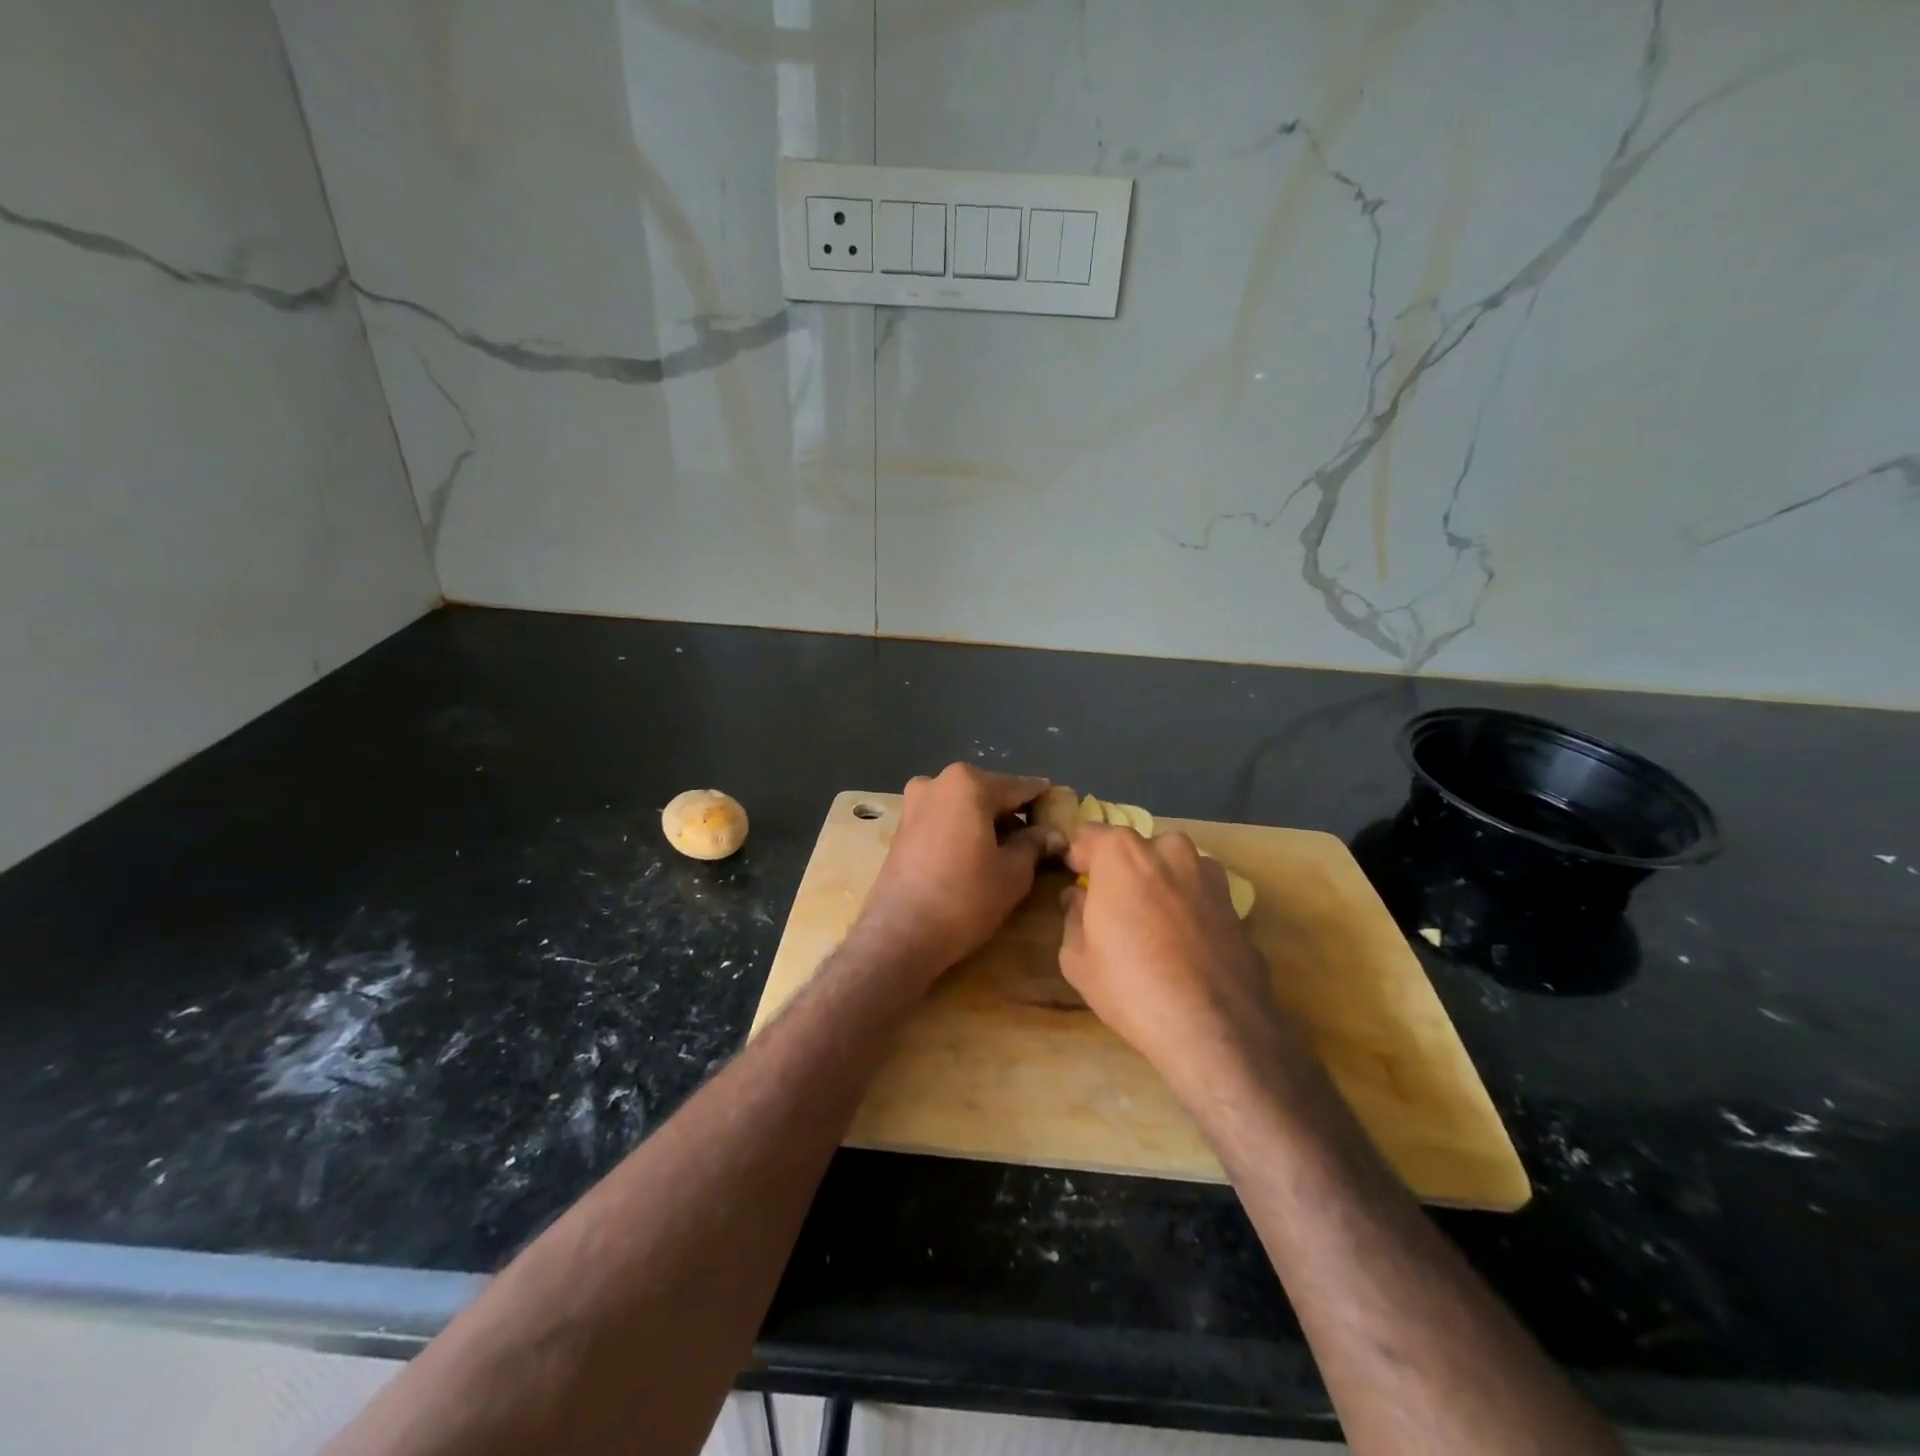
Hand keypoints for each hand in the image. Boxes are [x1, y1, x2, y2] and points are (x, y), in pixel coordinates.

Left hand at [854, 764, 1063, 979]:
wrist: (899, 935)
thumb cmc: (964, 899)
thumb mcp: (1012, 874)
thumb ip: (1035, 845)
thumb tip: (1054, 835)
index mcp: (969, 784)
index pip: (1020, 787)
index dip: (1045, 802)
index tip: (1063, 814)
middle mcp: (938, 781)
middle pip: (990, 792)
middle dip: (1014, 813)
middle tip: (1038, 840)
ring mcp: (914, 802)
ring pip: (964, 805)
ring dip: (987, 822)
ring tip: (1008, 852)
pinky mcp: (901, 826)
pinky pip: (944, 819)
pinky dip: (963, 830)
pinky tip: (976, 856)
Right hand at [1060, 825, 1298, 1098]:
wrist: (1214, 1029)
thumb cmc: (1130, 986)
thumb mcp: (1076, 957)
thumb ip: (1073, 915)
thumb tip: (1079, 897)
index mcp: (1122, 853)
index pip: (1088, 835)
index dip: (1078, 858)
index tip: (1075, 880)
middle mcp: (1169, 850)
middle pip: (1135, 850)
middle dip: (1122, 871)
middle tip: (1115, 909)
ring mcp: (1209, 874)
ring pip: (1172, 869)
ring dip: (1160, 886)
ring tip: (1153, 928)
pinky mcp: (1237, 904)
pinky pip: (1200, 896)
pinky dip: (1189, 909)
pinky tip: (1185, 947)